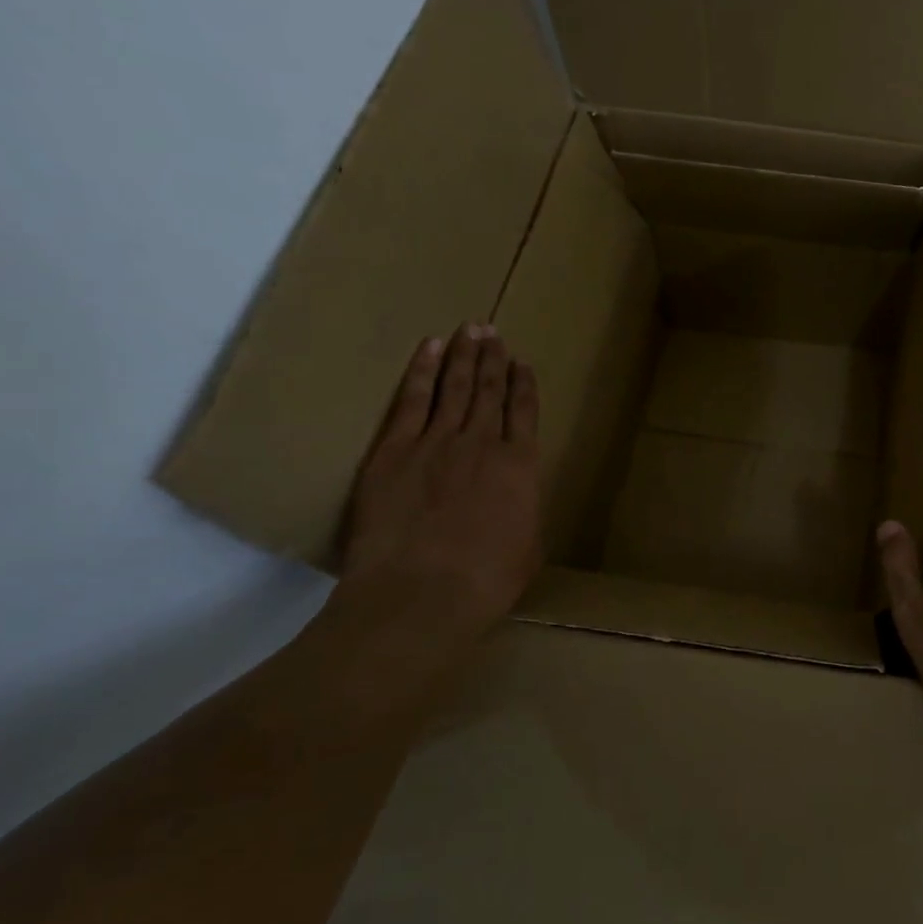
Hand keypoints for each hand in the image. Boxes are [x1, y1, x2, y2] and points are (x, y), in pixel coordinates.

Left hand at [338, 321, 542, 623]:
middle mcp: (482, 443)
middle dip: (493, 358)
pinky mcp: (394, 450)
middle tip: (492, 331)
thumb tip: (518, 502)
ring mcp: (436, 442)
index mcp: (520, 466)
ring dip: (464, 356)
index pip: (524, 412)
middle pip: (489, 390)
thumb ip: (524, 513)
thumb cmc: (486, 581)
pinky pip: (412, 400)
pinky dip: (422, 371)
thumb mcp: (528, 548)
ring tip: (470, 329)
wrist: (421, 593)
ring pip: (455, 386)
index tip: (522, 363)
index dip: (524, 384)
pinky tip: (430, 349)